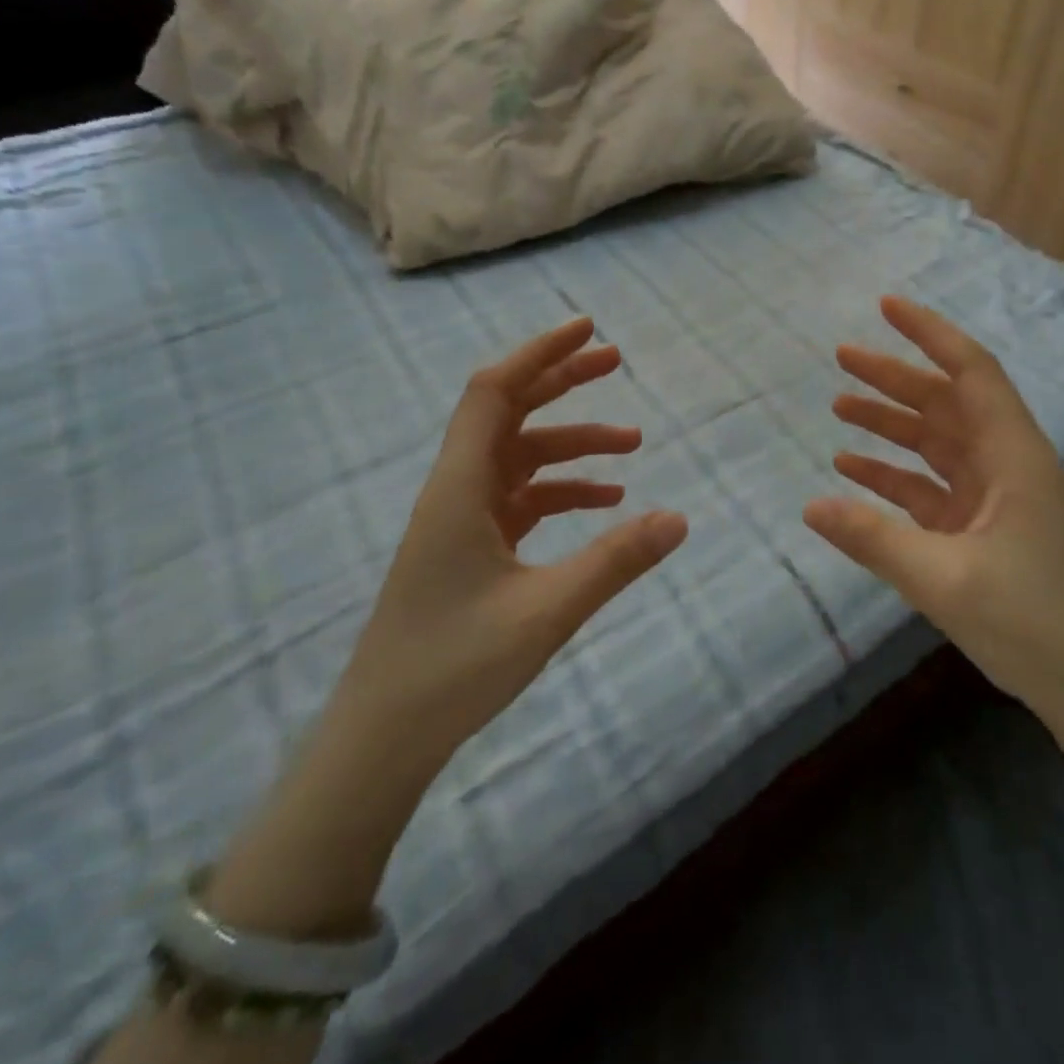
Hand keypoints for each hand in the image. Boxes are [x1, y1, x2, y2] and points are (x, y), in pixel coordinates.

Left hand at [204, 320, 685, 940]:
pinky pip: (521, 499)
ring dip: (572, 445)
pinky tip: (605, 502)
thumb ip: (615, 561)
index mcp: (460, 487)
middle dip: (562, 382)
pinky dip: (561, 489)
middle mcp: (457, 490)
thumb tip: (680, 518)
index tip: (588, 327)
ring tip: (633, 445)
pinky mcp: (471, 548)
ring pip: (520, 458)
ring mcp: (462, 520)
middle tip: (617, 362)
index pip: (495, 391)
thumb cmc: (454, 667)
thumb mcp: (547, 611)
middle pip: (509, 412)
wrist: (383, 736)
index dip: (539, 352)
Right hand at [803, 297, 1063, 739]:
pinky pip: (931, 490)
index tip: (886, 307)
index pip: (971, 372)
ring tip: (838, 408)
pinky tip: (853, 472)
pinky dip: (894, 477)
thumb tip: (810, 507)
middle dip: (895, 377)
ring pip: (936, 444)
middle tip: (842, 357)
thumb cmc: (1034, 623)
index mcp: (1013, 457)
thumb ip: (874, 539)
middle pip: (946, 403)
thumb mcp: (945, 579)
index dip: (930, 334)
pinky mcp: (983, 532)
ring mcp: (995, 500)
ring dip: (891, 425)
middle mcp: (1006, 465)